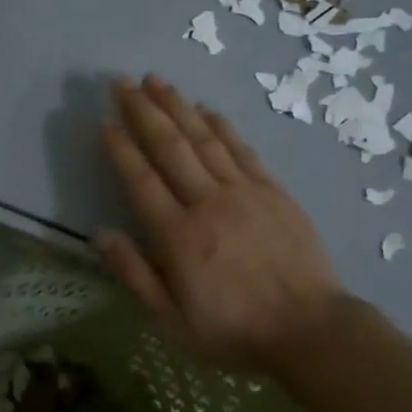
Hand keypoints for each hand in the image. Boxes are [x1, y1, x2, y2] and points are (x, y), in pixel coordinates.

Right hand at [96, 75, 345, 376]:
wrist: (310, 329)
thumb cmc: (234, 331)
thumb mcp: (172, 322)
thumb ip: (135, 276)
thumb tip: (101, 234)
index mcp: (178, 236)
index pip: (140, 180)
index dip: (120, 148)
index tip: (105, 121)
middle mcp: (207, 203)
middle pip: (169, 147)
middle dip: (142, 111)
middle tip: (121, 82)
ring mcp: (244, 192)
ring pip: (204, 139)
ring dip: (177, 106)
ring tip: (156, 80)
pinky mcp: (273, 191)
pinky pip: (241, 149)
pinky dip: (221, 125)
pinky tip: (205, 108)